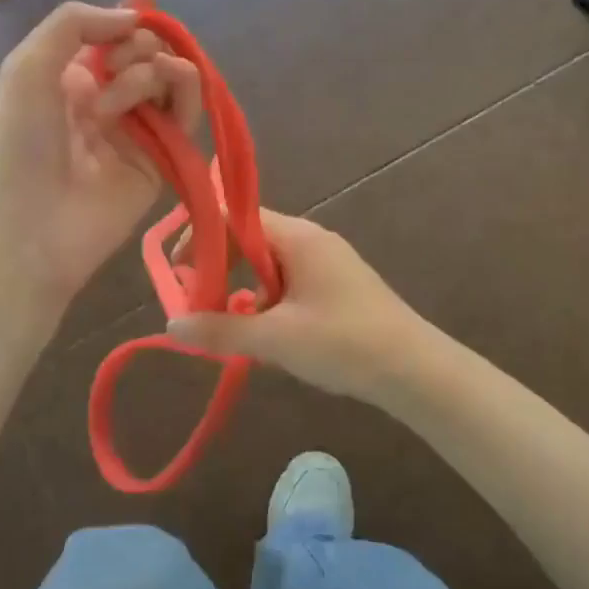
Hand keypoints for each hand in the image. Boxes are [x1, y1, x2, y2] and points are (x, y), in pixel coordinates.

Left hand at [0, 0, 201, 309]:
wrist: (31, 224)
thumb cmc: (20, 141)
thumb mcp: (28, 64)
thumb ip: (75, 23)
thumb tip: (133, 19)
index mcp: (67, 80)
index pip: (106, 38)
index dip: (126, 14)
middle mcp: (103, 101)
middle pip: (142, 54)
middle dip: (137, 41)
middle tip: (116, 61)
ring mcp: (135, 131)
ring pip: (167, 78)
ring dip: (154, 63)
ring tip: (128, 80)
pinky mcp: (162, 159)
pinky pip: (185, 113)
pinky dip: (186, 86)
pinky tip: (174, 75)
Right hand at [167, 211, 430, 408]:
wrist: (417, 372)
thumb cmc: (345, 344)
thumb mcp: (276, 340)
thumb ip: (221, 330)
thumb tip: (171, 323)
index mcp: (297, 237)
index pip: (235, 217)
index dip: (202, 238)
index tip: (179, 271)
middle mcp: (310, 240)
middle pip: (249, 239)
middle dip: (219, 268)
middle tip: (197, 302)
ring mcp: (326, 263)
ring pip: (267, 265)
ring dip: (241, 289)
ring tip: (226, 324)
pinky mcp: (335, 287)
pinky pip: (287, 283)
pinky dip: (266, 302)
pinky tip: (263, 336)